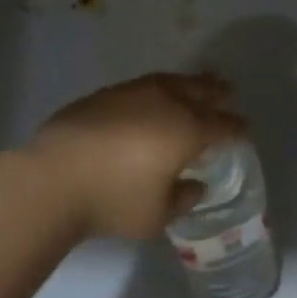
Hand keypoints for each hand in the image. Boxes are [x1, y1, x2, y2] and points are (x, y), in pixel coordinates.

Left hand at [26, 72, 247, 238]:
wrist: (52, 178)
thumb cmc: (113, 200)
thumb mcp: (157, 216)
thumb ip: (183, 199)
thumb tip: (195, 185)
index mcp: (188, 131)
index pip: (224, 125)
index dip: (237, 129)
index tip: (243, 132)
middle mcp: (168, 103)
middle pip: (203, 91)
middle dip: (219, 94)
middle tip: (229, 93)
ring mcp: (136, 92)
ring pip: (174, 81)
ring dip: (191, 84)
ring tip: (198, 85)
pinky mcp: (108, 93)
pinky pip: (147, 84)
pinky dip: (161, 88)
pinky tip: (156, 97)